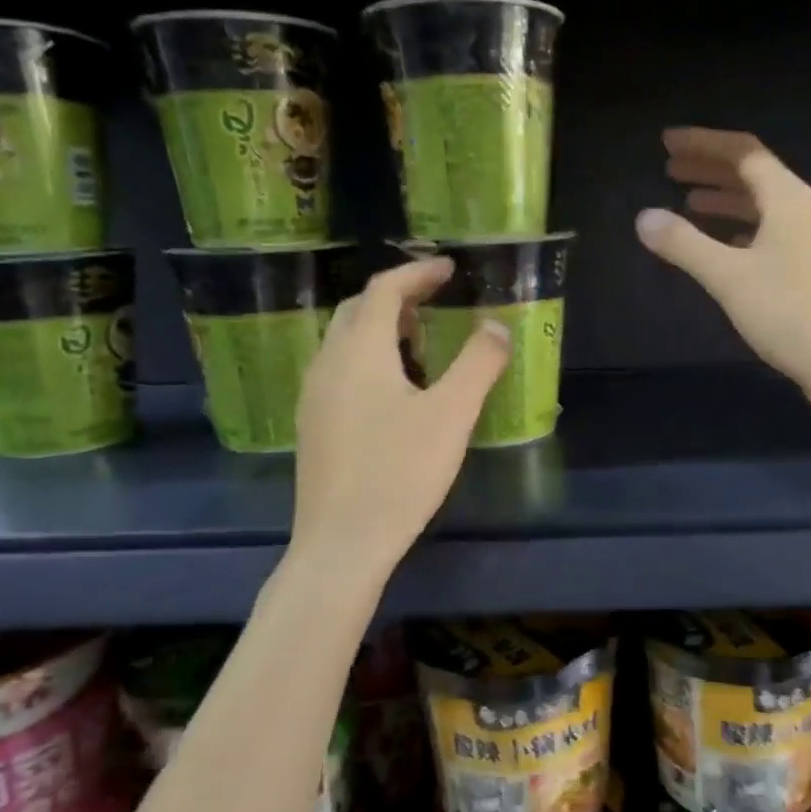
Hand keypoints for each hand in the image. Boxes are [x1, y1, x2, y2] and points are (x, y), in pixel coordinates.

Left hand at [289, 257, 508, 581]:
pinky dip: (370, 359)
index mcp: (359, 351)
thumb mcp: (452, 415)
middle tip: (437, 302)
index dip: (418, 273)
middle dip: (398, 297)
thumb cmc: (400, 472)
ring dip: (382, 329)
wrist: (342, 543)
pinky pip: (341, 370)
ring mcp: (314, 396)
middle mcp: (328, 363)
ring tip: (422, 343)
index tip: (450, 268)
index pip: (384, 290)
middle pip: (358, 310)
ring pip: (346, 342)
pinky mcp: (314, 425)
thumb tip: (496, 326)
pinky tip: (396, 391)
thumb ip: (478, 364)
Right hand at [636, 127, 810, 398]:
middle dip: (711, 169)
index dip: (703, 143)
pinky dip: (743, 228)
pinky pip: (773, 231)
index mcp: (789, 199)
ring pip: (764, 205)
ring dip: (726, 199)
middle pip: (755, 174)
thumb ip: (684, 244)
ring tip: (688, 203)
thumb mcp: (728, 277)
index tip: (667, 143)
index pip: (743, 152)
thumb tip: (644, 217)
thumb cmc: (789, 314)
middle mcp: (806, 210)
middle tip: (670, 169)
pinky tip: (724, 244)